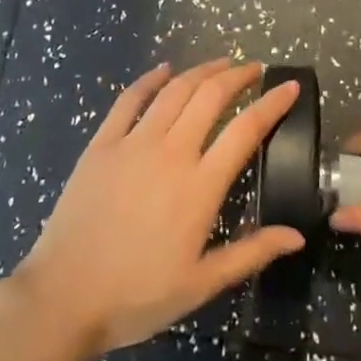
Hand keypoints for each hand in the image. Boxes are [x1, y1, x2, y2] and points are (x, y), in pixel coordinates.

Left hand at [11, 58, 304, 358]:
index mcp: (200, 186)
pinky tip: (163, 70)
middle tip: (254, 69)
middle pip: (211, 97)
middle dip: (238, 76)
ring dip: (201, 71)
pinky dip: (149, 79)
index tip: (289, 86)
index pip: (246, 130)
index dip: (272, 104)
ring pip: (175, 91)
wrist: (63, 297)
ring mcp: (134, 143)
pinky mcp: (102, 144)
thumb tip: (297, 236)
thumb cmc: (137, 296)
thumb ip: (250, 253)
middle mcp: (172, 152)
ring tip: (220, 63)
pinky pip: (129, 100)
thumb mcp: (201, 284)